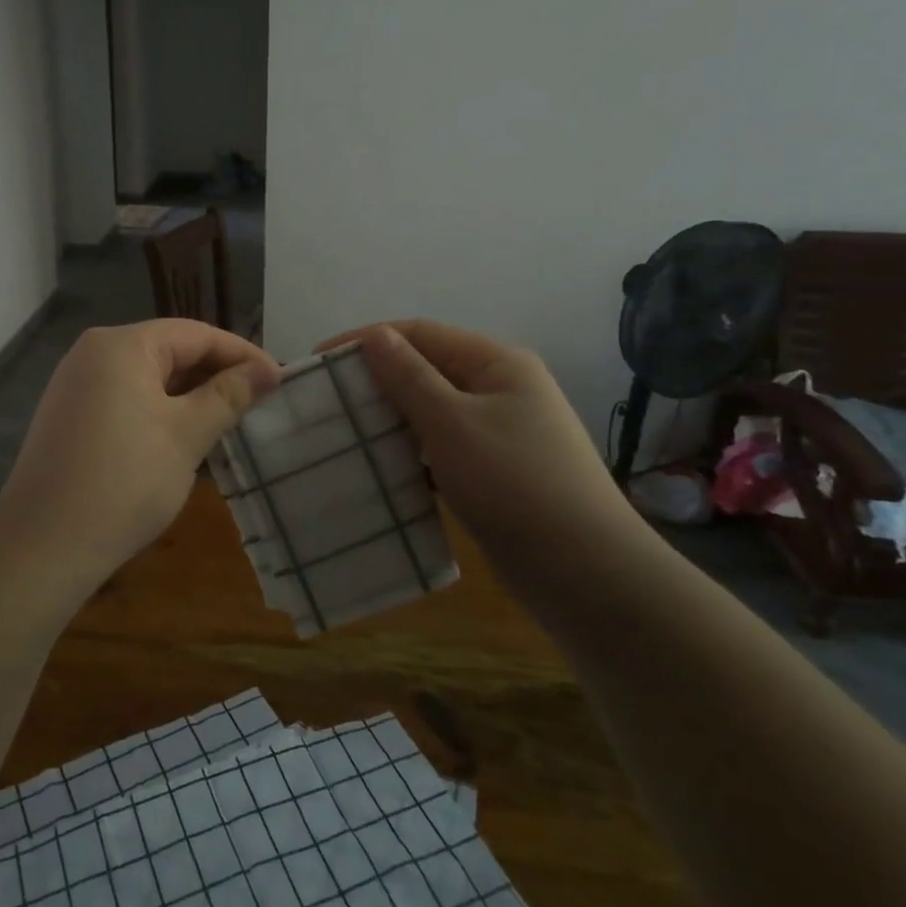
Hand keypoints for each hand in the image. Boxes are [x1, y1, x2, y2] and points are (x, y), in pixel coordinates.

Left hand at [0, 320, 279, 595]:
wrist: (42, 546)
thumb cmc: (124, 482)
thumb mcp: (186, 435)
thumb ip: (229, 395)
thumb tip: (269, 370)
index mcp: (122, 345)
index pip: (196, 334)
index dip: (241, 354)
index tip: (279, 380)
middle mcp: (94, 353)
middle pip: (169, 350)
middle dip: (216, 374)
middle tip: (259, 402)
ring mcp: (76, 384)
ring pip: (148, 377)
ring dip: (190, 395)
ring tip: (230, 419)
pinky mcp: (70, 415)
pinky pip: (126, 397)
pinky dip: (160, 410)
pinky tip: (184, 436)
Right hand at [323, 320, 641, 554]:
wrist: (586, 573)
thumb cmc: (515, 484)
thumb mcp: (453, 424)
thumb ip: (409, 377)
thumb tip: (375, 335)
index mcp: (496, 362)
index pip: (419, 333)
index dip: (366, 341)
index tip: (319, 360)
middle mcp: (500, 387)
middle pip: (426, 369)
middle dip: (376, 380)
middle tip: (327, 400)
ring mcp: (501, 430)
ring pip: (432, 410)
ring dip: (391, 417)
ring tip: (346, 431)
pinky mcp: (496, 469)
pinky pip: (443, 445)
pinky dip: (412, 450)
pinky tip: (382, 465)